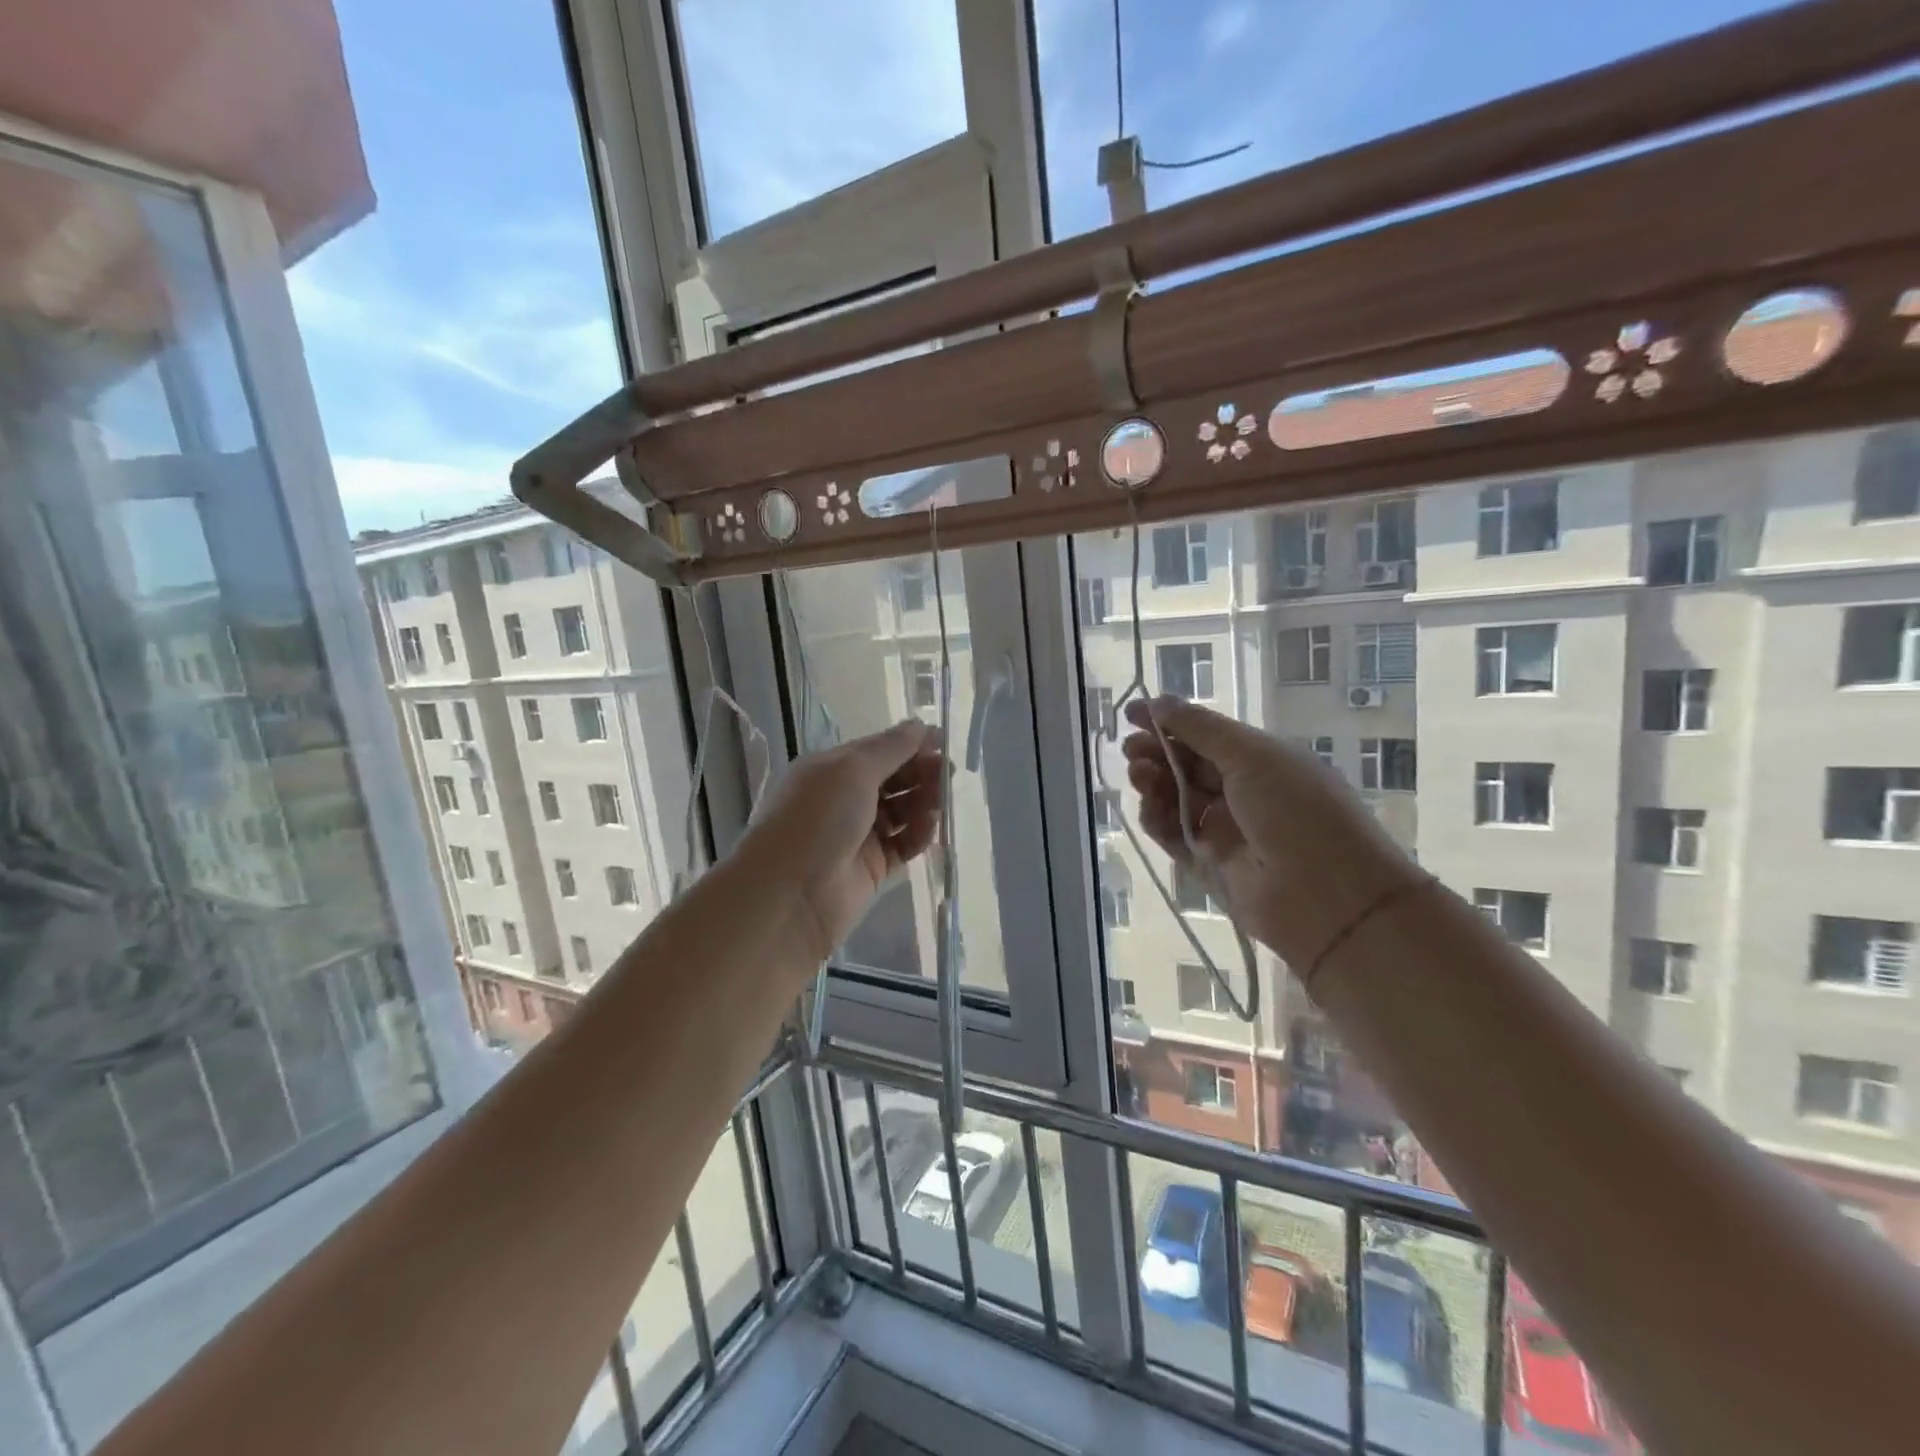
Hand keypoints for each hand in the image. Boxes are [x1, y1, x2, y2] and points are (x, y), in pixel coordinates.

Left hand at [743, 720, 944, 966]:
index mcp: (831, 769)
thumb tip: (919, 725)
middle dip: (921, 772)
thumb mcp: (852, 770)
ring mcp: (858, 834)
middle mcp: (844, 799)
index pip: (878, 750)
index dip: (910, 744)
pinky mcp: (872, 867)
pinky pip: (903, 845)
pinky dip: (919, 835)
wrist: (790, 894)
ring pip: (901, 811)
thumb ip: (890, 748)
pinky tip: (931, 828)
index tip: (944, 742)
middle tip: (949, 773)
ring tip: (943, 801)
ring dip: (923, 802)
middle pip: (892, 779)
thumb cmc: (817, 818)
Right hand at [1121, 697, 1421, 971]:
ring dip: (1153, 782)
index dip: (1169, 721)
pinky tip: (1148, 808)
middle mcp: (1241, 791)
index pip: (1205, 734)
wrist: (1328, 898)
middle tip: (1131, 749)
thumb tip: (1158, 701)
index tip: (1131, 713)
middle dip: (1156, 751)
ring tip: (1139, 775)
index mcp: (1261, 759)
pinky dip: (1156, 819)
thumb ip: (1200, 728)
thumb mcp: (1253, 756)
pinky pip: (1172, 834)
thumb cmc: (1297, 812)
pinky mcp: (1206, 863)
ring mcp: (1223, 828)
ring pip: (1174, 798)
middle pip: (1186, 765)